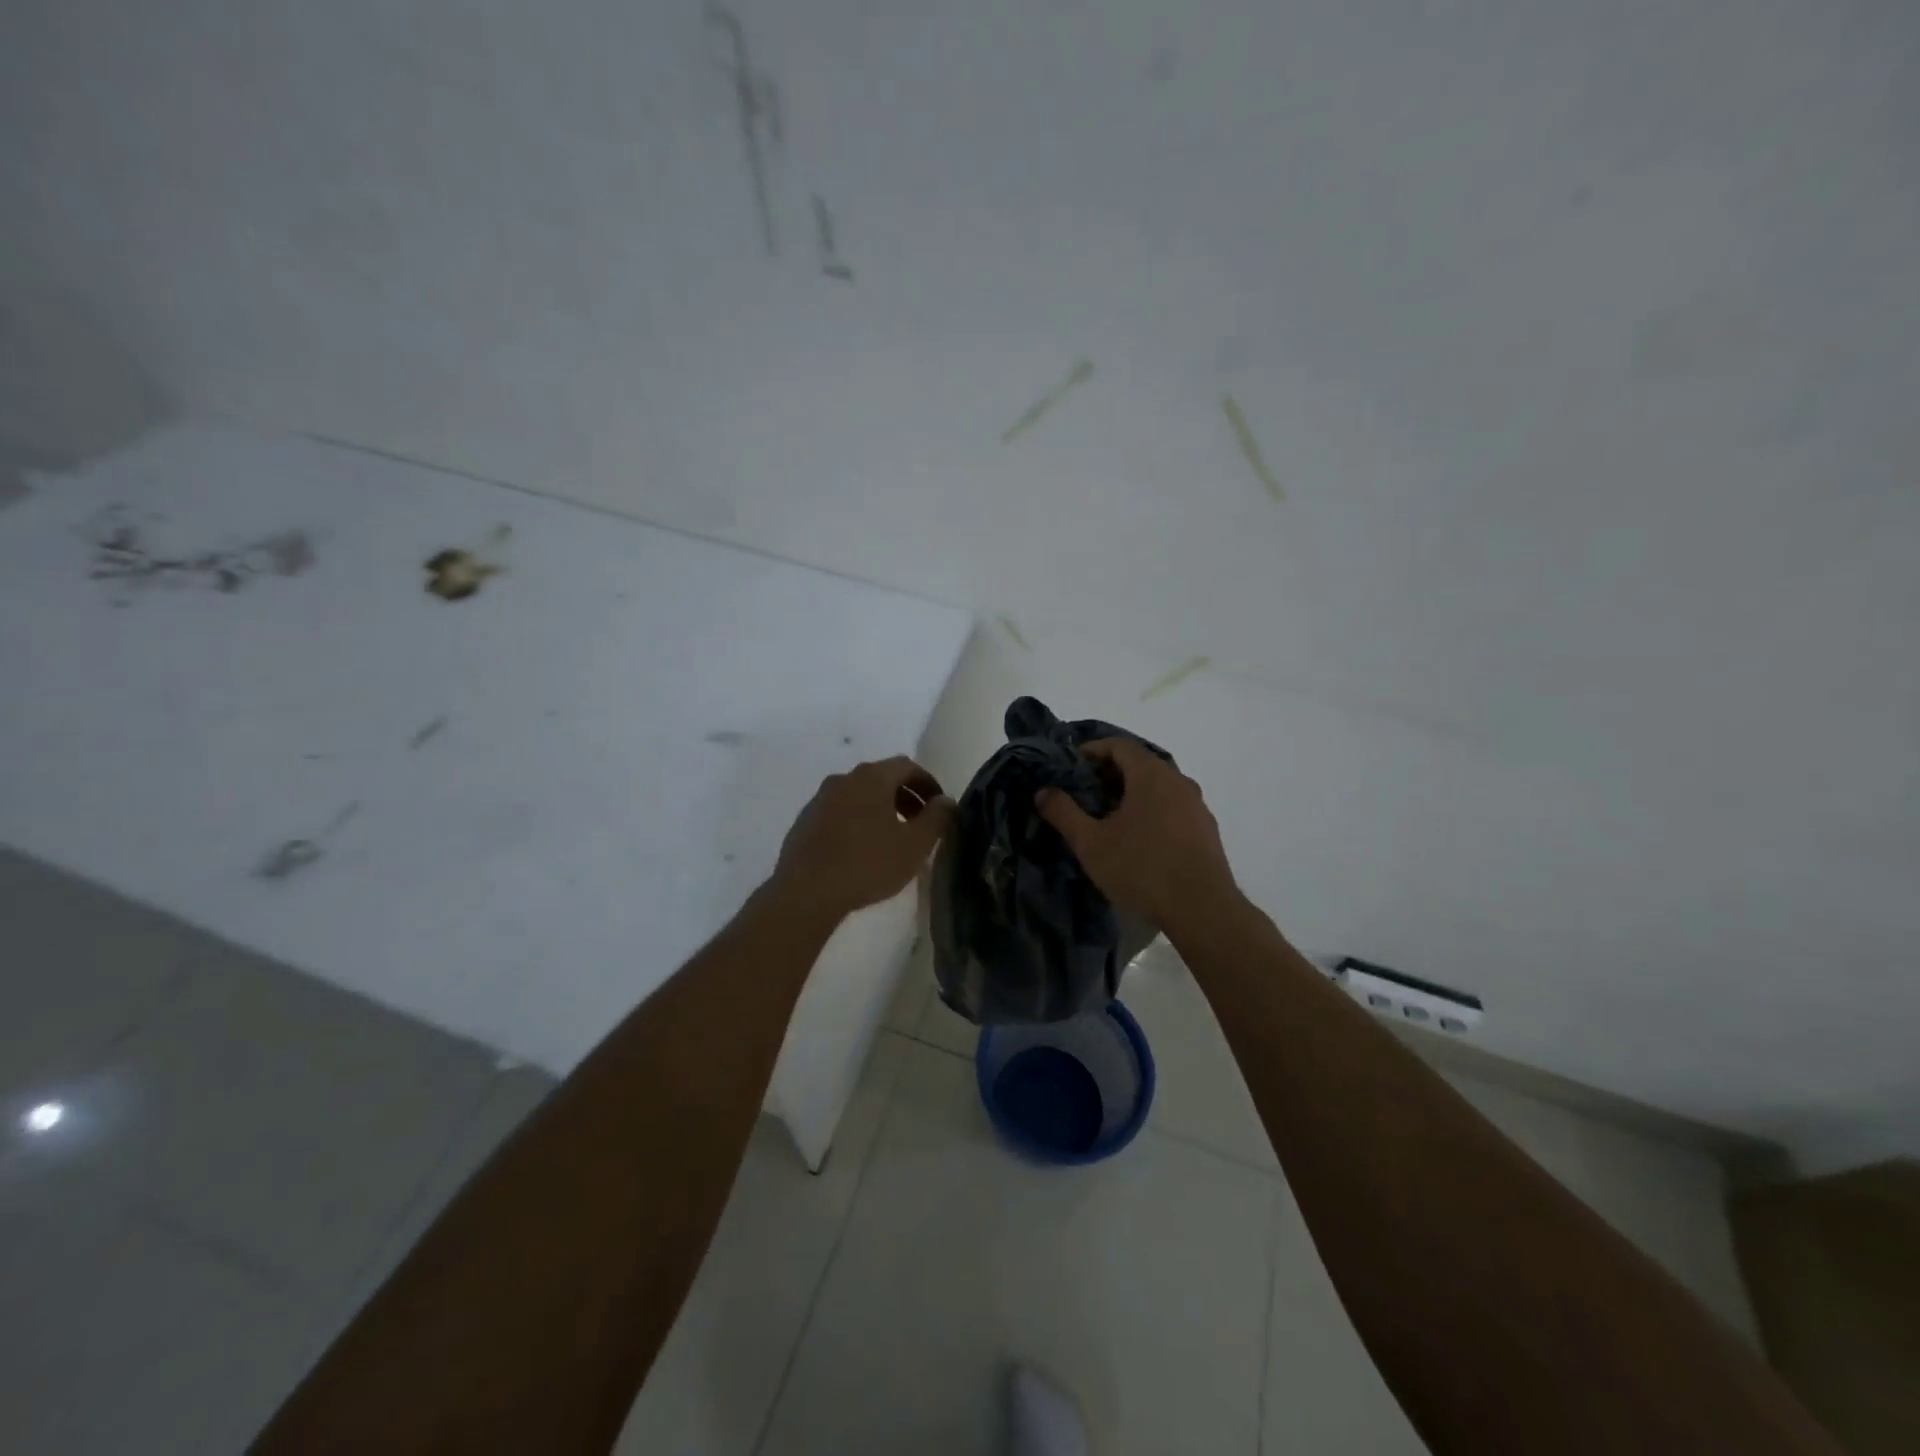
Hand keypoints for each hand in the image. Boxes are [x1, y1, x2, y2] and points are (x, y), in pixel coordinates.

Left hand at [771, 756, 954, 920]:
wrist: (806, 891)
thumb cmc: (868, 864)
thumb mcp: (915, 845)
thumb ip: (936, 818)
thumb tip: (945, 801)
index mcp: (872, 777)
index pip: (907, 766)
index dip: (928, 783)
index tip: (939, 806)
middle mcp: (843, 779)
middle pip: (881, 778)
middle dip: (905, 796)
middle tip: (919, 823)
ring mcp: (819, 799)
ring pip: (858, 795)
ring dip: (880, 809)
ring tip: (892, 838)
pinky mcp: (804, 821)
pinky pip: (839, 812)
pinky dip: (857, 821)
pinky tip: (861, 850)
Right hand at [1035, 738, 1237, 926]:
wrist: (1202, 910)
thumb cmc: (1142, 868)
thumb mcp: (1091, 843)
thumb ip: (1064, 813)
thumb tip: (1043, 791)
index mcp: (1151, 774)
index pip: (1119, 745)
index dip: (1092, 750)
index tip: (1071, 766)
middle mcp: (1178, 781)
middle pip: (1140, 763)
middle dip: (1110, 773)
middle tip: (1084, 792)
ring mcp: (1197, 805)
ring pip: (1159, 786)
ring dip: (1132, 793)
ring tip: (1108, 816)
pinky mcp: (1206, 830)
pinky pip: (1173, 807)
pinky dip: (1152, 810)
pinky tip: (1138, 838)